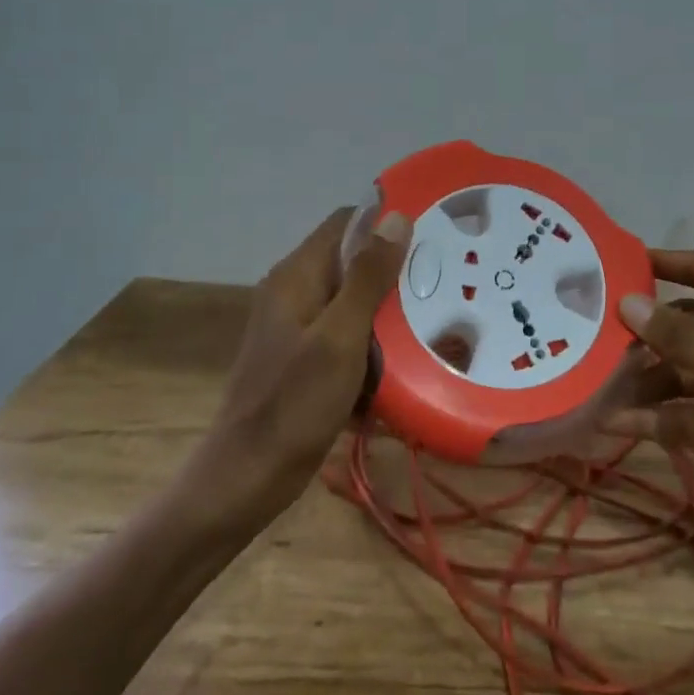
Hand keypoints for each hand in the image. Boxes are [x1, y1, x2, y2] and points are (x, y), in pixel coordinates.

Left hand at [200, 206, 410, 513]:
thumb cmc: (295, 404)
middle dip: (396, 273)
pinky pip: (349, 336)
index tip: (434, 235)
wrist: (248, 478)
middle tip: (446, 285)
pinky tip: (406, 362)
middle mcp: (295, 292)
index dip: (387, 222)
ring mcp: (299, 327)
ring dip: (390, 312)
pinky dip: (375, 344)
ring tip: (436, 322)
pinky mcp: (306, 359)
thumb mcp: (340, 337)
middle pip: (353, 262)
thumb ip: (367, 277)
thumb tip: (395, 216)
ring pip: (355, 302)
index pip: (347, 222)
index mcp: (297, 276)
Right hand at [617, 249, 693, 574]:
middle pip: (688, 327)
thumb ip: (676, 337)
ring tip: (596, 388)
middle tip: (592, 338)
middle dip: (645, 335)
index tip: (616, 263)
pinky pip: (692, 413)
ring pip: (685, 373)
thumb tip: (627, 300)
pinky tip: (618, 425)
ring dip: (646, 383)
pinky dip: (661, 419)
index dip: (664, 264)